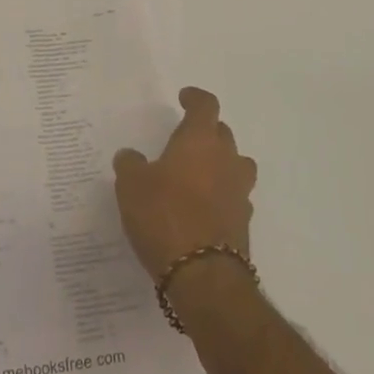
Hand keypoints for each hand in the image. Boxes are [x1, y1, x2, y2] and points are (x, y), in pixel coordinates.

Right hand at [112, 87, 257, 280]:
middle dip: (207, 132)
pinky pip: (234, 196)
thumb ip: (130, 165)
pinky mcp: (244, 222)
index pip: (206, 106)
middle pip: (223, 133)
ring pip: (235, 164)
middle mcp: (226, 159)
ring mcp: (239, 191)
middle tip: (185, 140)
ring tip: (198, 173)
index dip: (195, 98)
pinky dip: (222, 195)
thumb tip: (130, 156)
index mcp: (200, 140)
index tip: (184, 98)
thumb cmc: (164, 216)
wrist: (203, 275)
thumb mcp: (131, 186)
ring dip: (220, 163)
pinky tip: (203, 207)